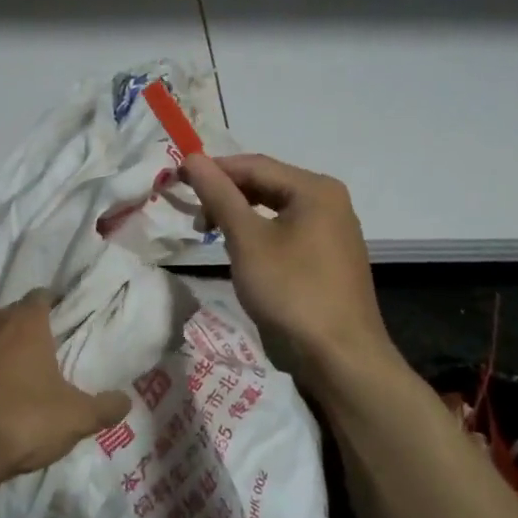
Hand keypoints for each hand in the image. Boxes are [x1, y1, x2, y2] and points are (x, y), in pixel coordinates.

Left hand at [0, 290, 131, 494]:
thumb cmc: (26, 423)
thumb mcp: (77, 419)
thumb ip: (105, 407)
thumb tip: (126, 401)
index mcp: (29, 325)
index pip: (41, 297)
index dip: (51, 303)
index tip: (60, 314)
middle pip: (11, 309)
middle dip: (23, 319)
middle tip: (37, 340)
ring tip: (3, 341)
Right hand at [182, 153, 400, 384]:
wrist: (340, 358)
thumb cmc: (292, 291)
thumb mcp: (247, 241)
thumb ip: (219, 196)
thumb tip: (191, 158)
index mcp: (315, 189)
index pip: (254, 165)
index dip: (213, 169)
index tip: (177, 180)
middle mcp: (329, 201)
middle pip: (266, 183)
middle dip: (226, 194)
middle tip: (193, 214)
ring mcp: (332, 230)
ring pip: (275, 208)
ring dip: (239, 215)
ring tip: (210, 233)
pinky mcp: (328, 256)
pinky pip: (287, 230)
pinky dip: (259, 233)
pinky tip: (240, 250)